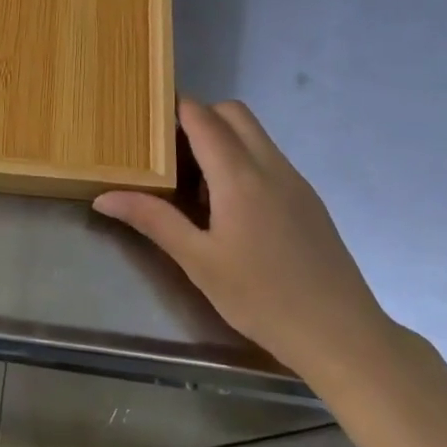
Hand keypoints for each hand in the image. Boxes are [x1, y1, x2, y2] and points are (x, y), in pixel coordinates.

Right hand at [95, 99, 394, 382]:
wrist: (343, 336)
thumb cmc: (262, 298)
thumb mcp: (198, 262)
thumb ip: (153, 220)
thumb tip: (104, 197)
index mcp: (239, 175)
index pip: (202, 117)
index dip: (173, 110)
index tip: (145, 124)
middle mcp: (270, 165)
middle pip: (232, 113)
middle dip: (199, 118)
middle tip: (169, 154)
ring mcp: (295, 180)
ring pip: (254, 134)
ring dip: (222, 139)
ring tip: (194, 183)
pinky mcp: (308, 199)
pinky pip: (269, 158)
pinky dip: (243, 160)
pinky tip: (229, 207)